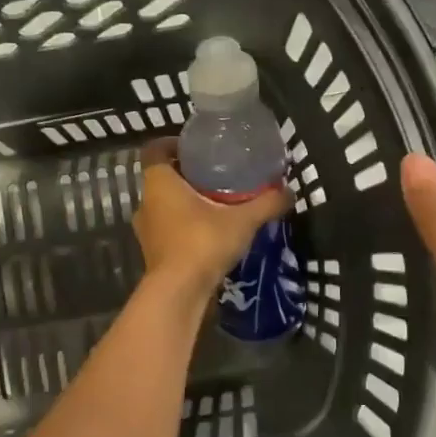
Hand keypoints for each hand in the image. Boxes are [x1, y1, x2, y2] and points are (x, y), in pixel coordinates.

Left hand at [134, 140, 292, 300]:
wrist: (179, 292)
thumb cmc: (203, 243)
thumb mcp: (242, 220)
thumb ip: (266, 203)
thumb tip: (289, 192)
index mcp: (159, 183)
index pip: (154, 150)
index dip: (170, 144)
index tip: (193, 147)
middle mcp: (146, 202)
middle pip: (161, 178)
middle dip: (185, 175)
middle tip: (215, 175)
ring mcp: (146, 230)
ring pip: (164, 205)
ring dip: (184, 202)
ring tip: (215, 203)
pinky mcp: (153, 252)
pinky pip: (167, 229)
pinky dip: (184, 226)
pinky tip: (209, 231)